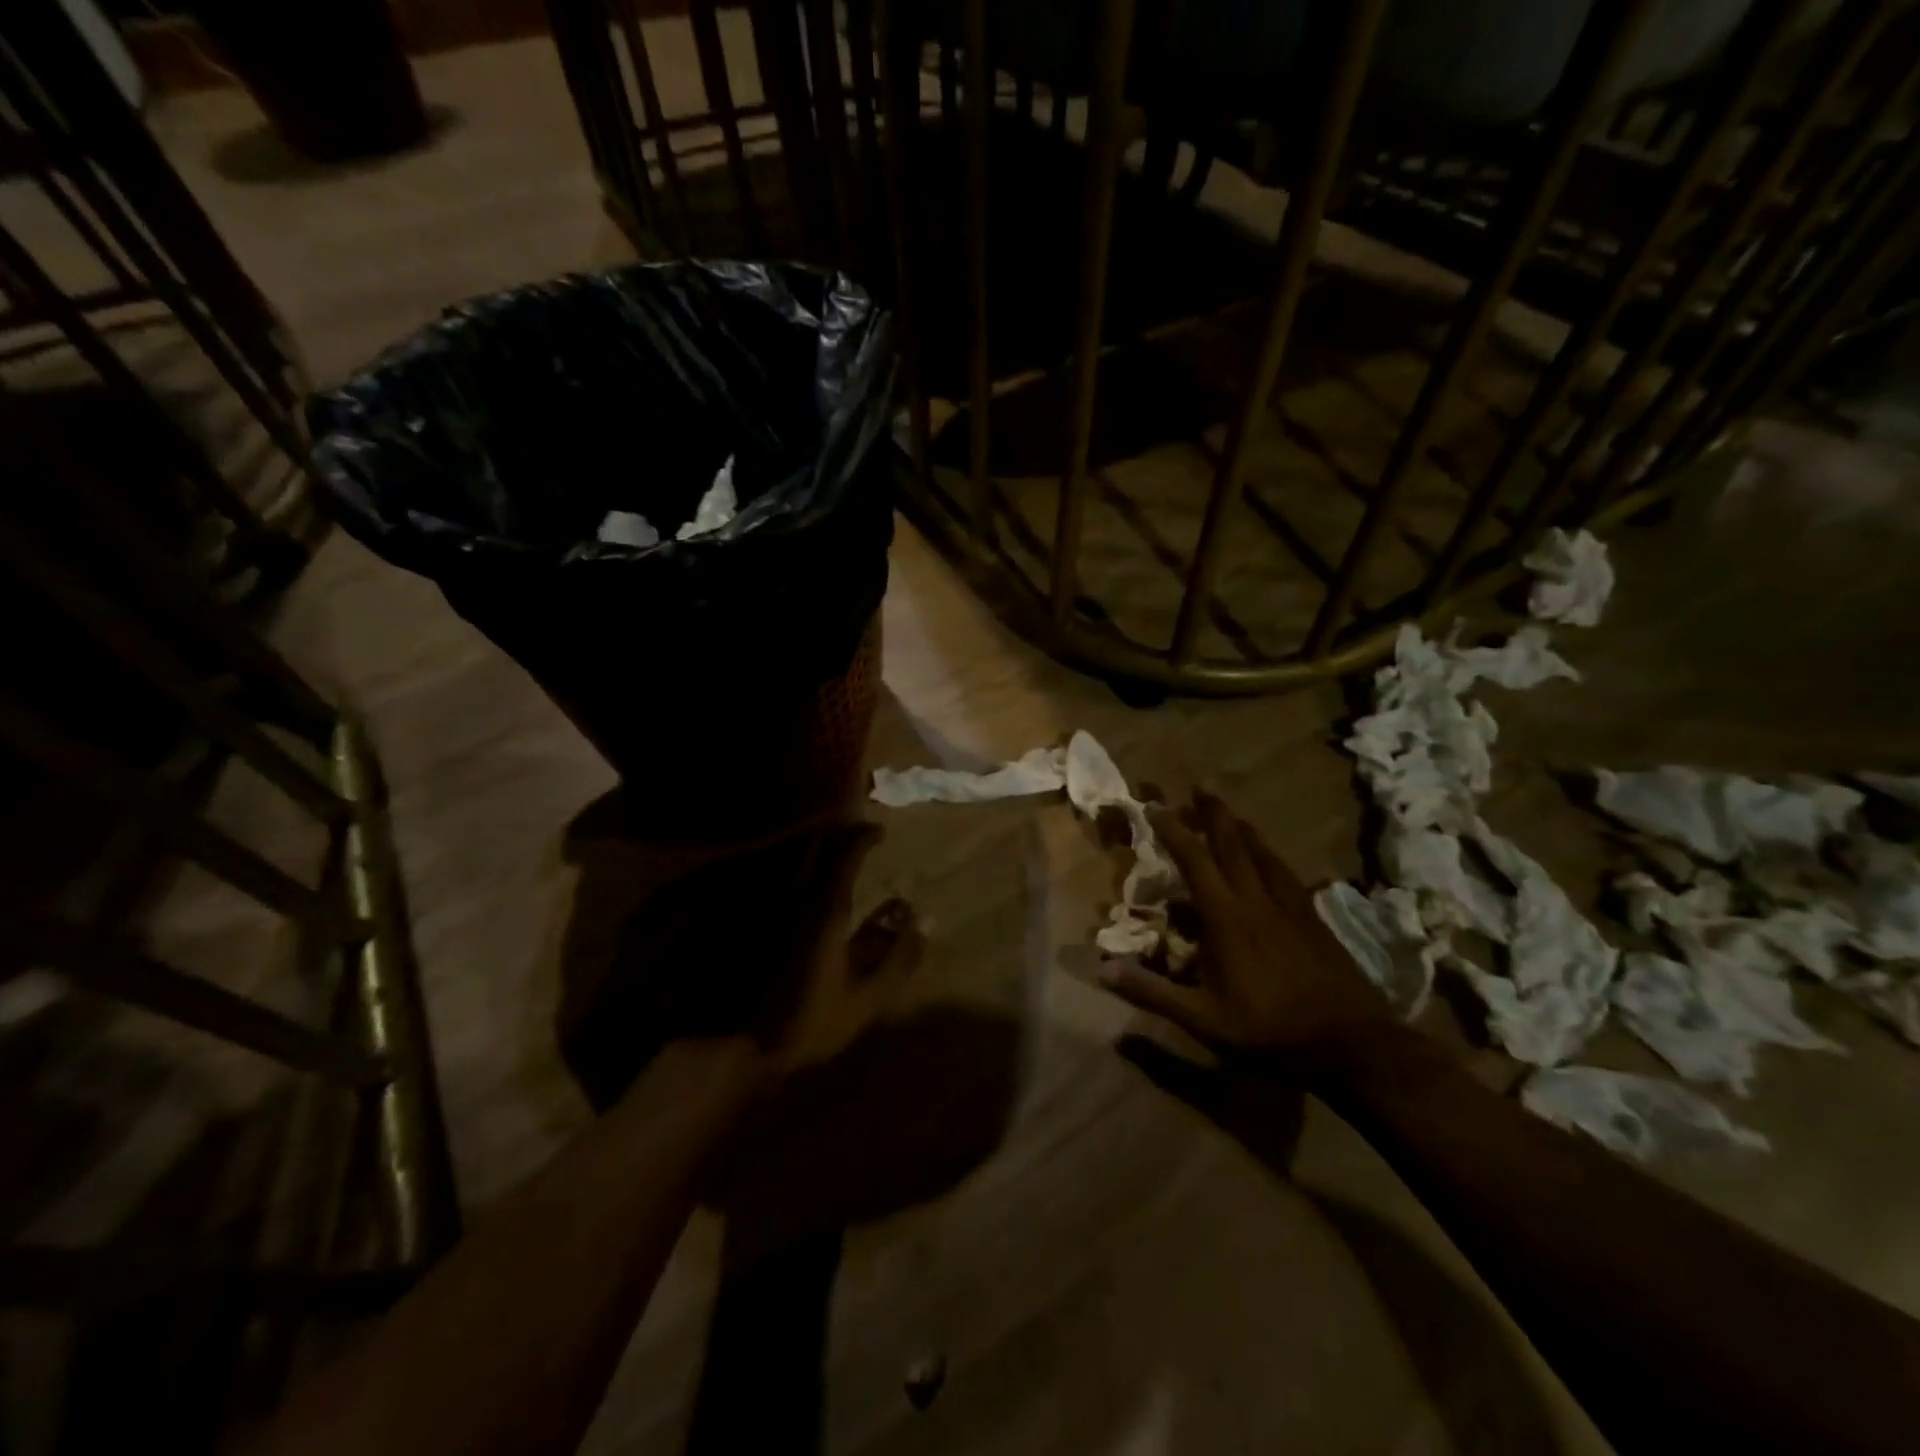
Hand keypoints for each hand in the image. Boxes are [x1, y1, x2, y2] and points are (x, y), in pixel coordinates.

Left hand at [760, 823, 921, 1072]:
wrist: (738, 1046)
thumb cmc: (808, 1022)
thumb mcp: (866, 997)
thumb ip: (899, 956)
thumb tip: (927, 919)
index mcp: (825, 910)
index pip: (845, 854)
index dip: (864, 837)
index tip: (880, 832)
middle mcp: (794, 897)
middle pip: (813, 846)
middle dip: (837, 835)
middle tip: (856, 837)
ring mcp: (768, 907)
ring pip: (792, 859)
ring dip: (814, 850)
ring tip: (832, 854)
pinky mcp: (751, 920)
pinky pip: (777, 880)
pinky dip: (795, 871)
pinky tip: (803, 885)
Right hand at [1098, 791, 1388, 1056]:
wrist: (1351, 1042)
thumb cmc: (1269, 1030)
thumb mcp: (1203, 1020)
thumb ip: (1153, 993)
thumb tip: (1102, 970)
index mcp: (1226, 919)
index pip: (1194, 862)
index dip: (1173, 831)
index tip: (1154, 806)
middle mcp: (1256, 901)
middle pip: (1232, 845)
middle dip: (1212, 813)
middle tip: (1201, 784)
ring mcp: (1289, 907)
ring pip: (1262, 854)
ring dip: (1242, 827)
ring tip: (1231, 809)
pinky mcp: (1313, 918)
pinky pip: (1286, 873)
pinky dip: (1271, 854)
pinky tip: (1272, 854)